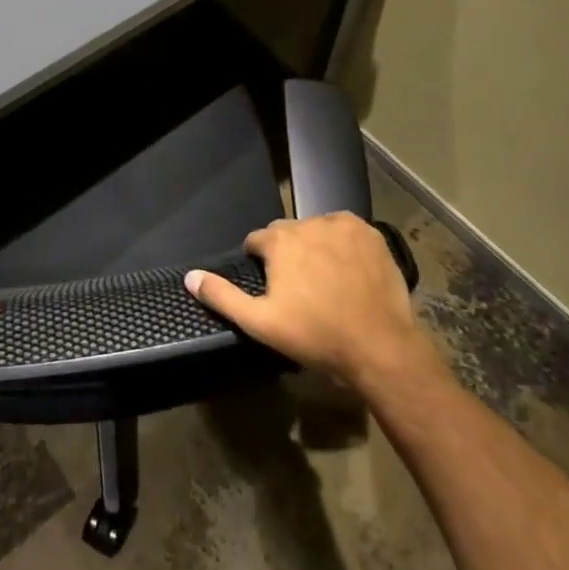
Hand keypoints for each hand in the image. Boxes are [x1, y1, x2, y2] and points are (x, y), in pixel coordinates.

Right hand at [185, 213, 442, 396]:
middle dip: (288, 254)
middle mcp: (308, 223)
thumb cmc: (315, 335)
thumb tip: (190, 276)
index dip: (260, 264)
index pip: (257, 241)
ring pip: (317, 230)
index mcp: (279, 241)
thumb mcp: (260, 323)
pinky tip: (350, 271)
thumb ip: (222, 296)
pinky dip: (344, 244)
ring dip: (316, 247)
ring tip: (327, 281)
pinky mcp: (370, 233)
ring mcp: (342, 226)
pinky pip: (346, 231)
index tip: (272, 289)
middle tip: (300, 289)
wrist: (379, 346)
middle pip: (287, 233)